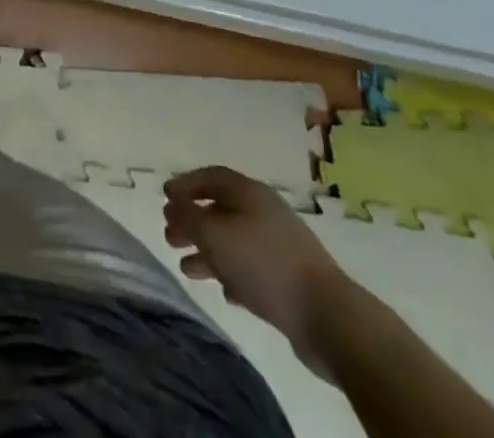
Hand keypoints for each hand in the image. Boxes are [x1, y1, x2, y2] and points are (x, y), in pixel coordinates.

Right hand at [163, 165, 350, 368]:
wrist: (328, 317)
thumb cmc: (264, 264)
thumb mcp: (215, 235)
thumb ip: (188, 216)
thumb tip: (171, 202)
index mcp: (249, 192)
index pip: (211, 176)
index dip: (185, 184)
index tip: (165, 196)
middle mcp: (265, 212)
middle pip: (220, 209)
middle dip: (193, 222)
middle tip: (170, 236)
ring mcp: (280, 246)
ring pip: (234, 241)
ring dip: (208, 252)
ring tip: (186, 268)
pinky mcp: (290, 279)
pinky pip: (252, 268)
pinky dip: (232, 273)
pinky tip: (223, 291)